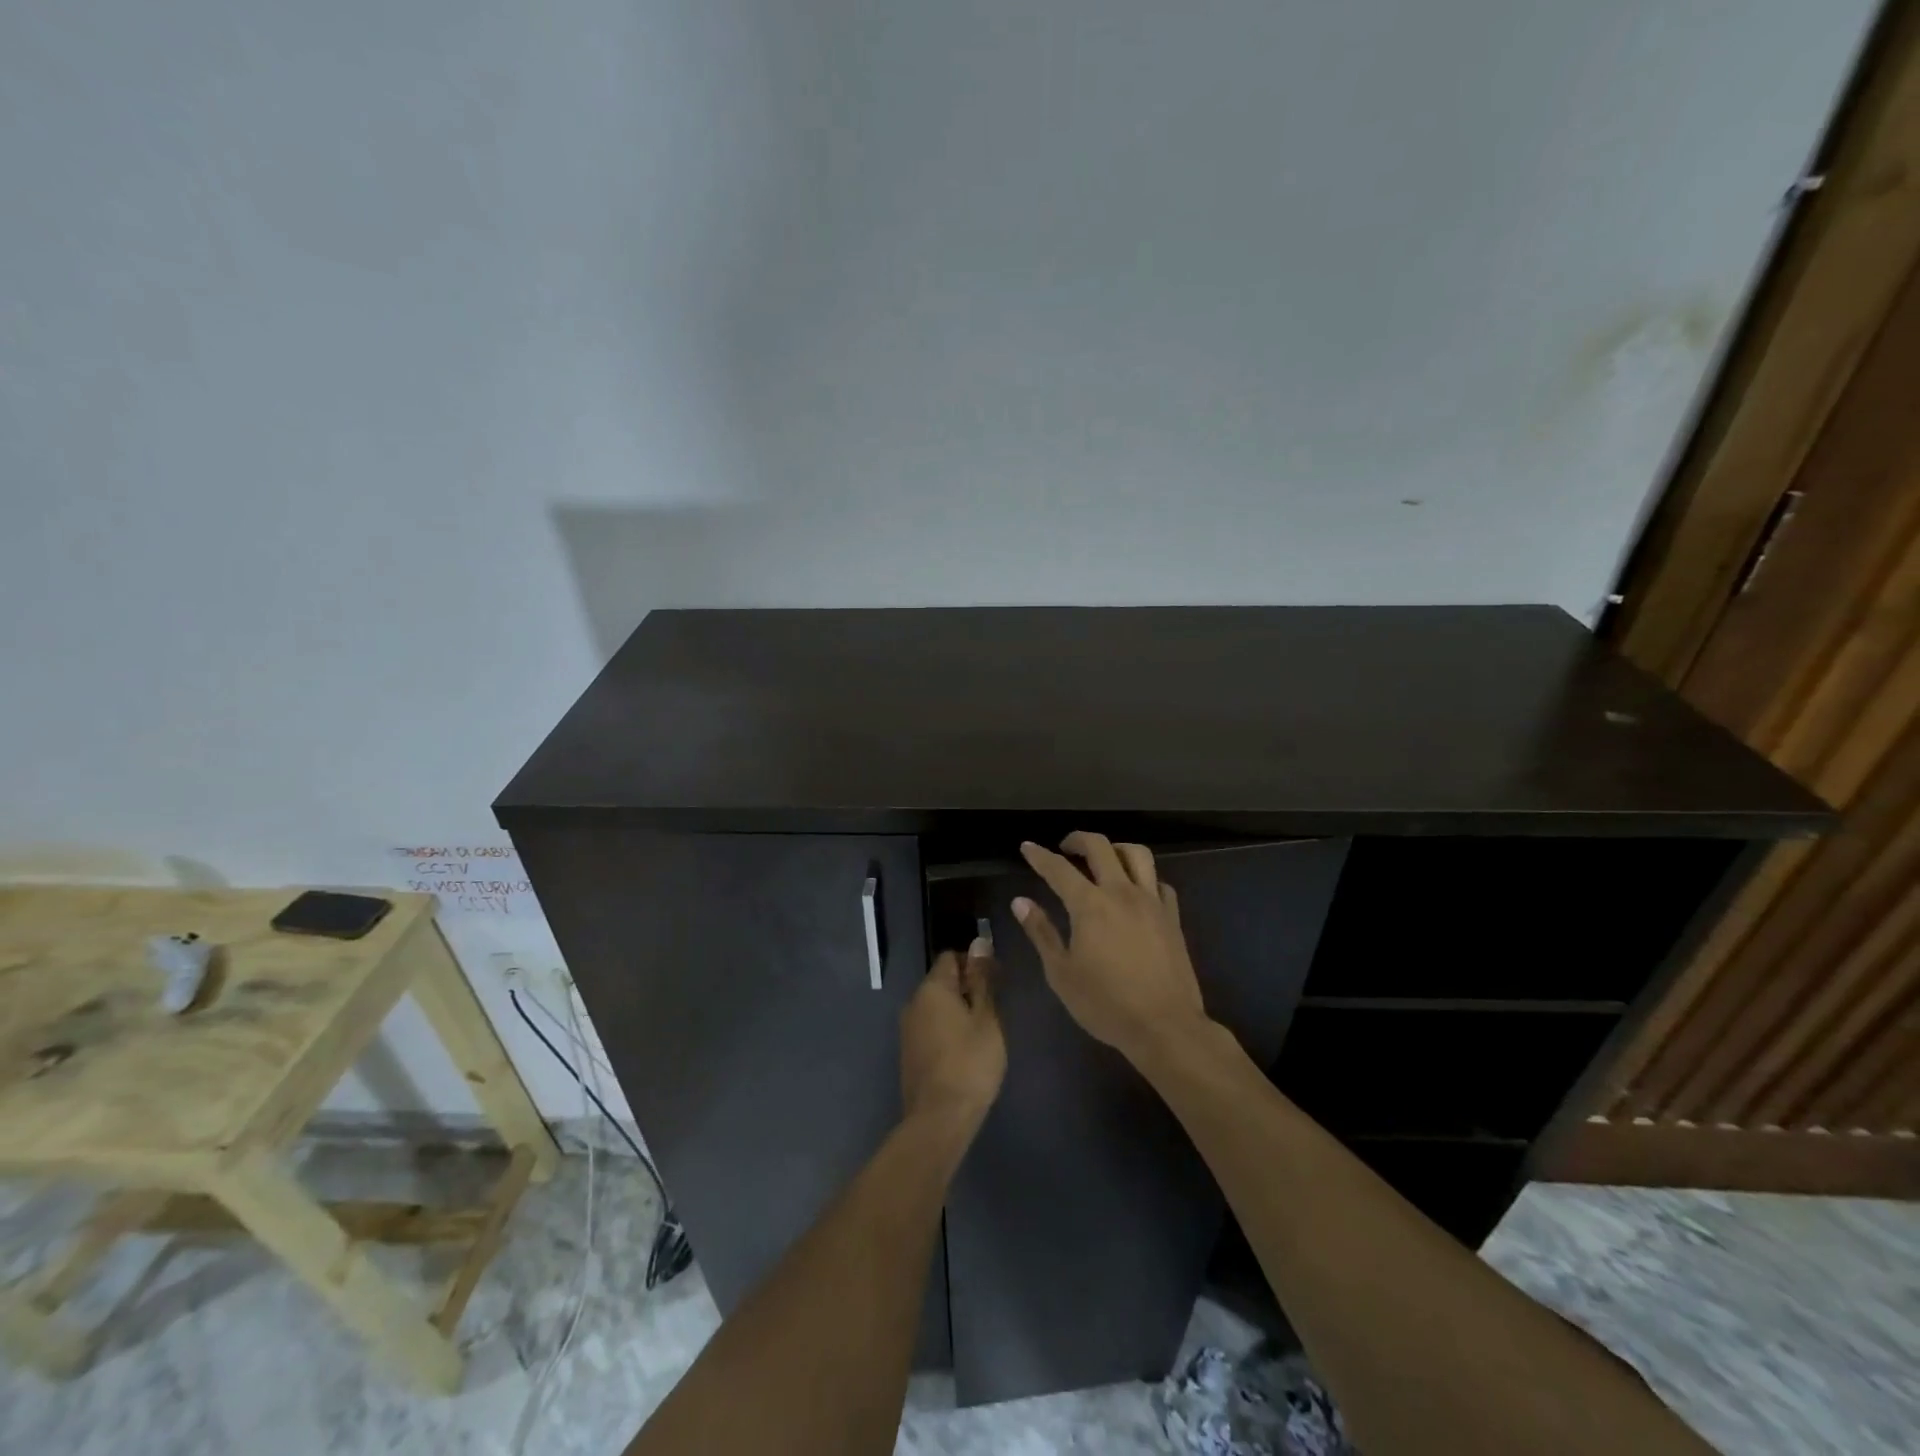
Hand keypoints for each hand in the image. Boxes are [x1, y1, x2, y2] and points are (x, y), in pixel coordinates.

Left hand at [900, 938, 1005, 1134]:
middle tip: (994, 1008)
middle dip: (967, 987)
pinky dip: (947, 1029)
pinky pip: (930, 1026)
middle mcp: (913, 1001)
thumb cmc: (970, 1063)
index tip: (996, 981)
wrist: (939, 1118)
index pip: (951, 957)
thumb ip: (982, 980)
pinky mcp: (909, 1052)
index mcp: (932, 988)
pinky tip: (964, 1050)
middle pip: (942, 981)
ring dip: (957, 1010)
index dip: (975, 963)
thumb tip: (979, 943)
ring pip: (936, 1005)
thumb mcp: (986, 1018)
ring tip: (982, 1031)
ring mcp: (907, 1028)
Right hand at [1015, 832, 1209, 1064]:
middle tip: (1064, 848)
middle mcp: (1121, 892)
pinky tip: (1135, 891)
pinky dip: (1143, 877)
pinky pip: (1158, 882)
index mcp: (1090, 905)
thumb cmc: (1106, 1004)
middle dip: (1077, 839)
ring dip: (1115, 848)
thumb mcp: (1061, 973)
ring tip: (1102, 859)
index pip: (1058, 868)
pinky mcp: (1172, 917)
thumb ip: (1041, 932)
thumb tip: (1020, 902)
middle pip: (1100, 846)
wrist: (1165, 1026)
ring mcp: (1151, 902)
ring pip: (1137, 854)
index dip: (1039, 855)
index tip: (1027, 846)